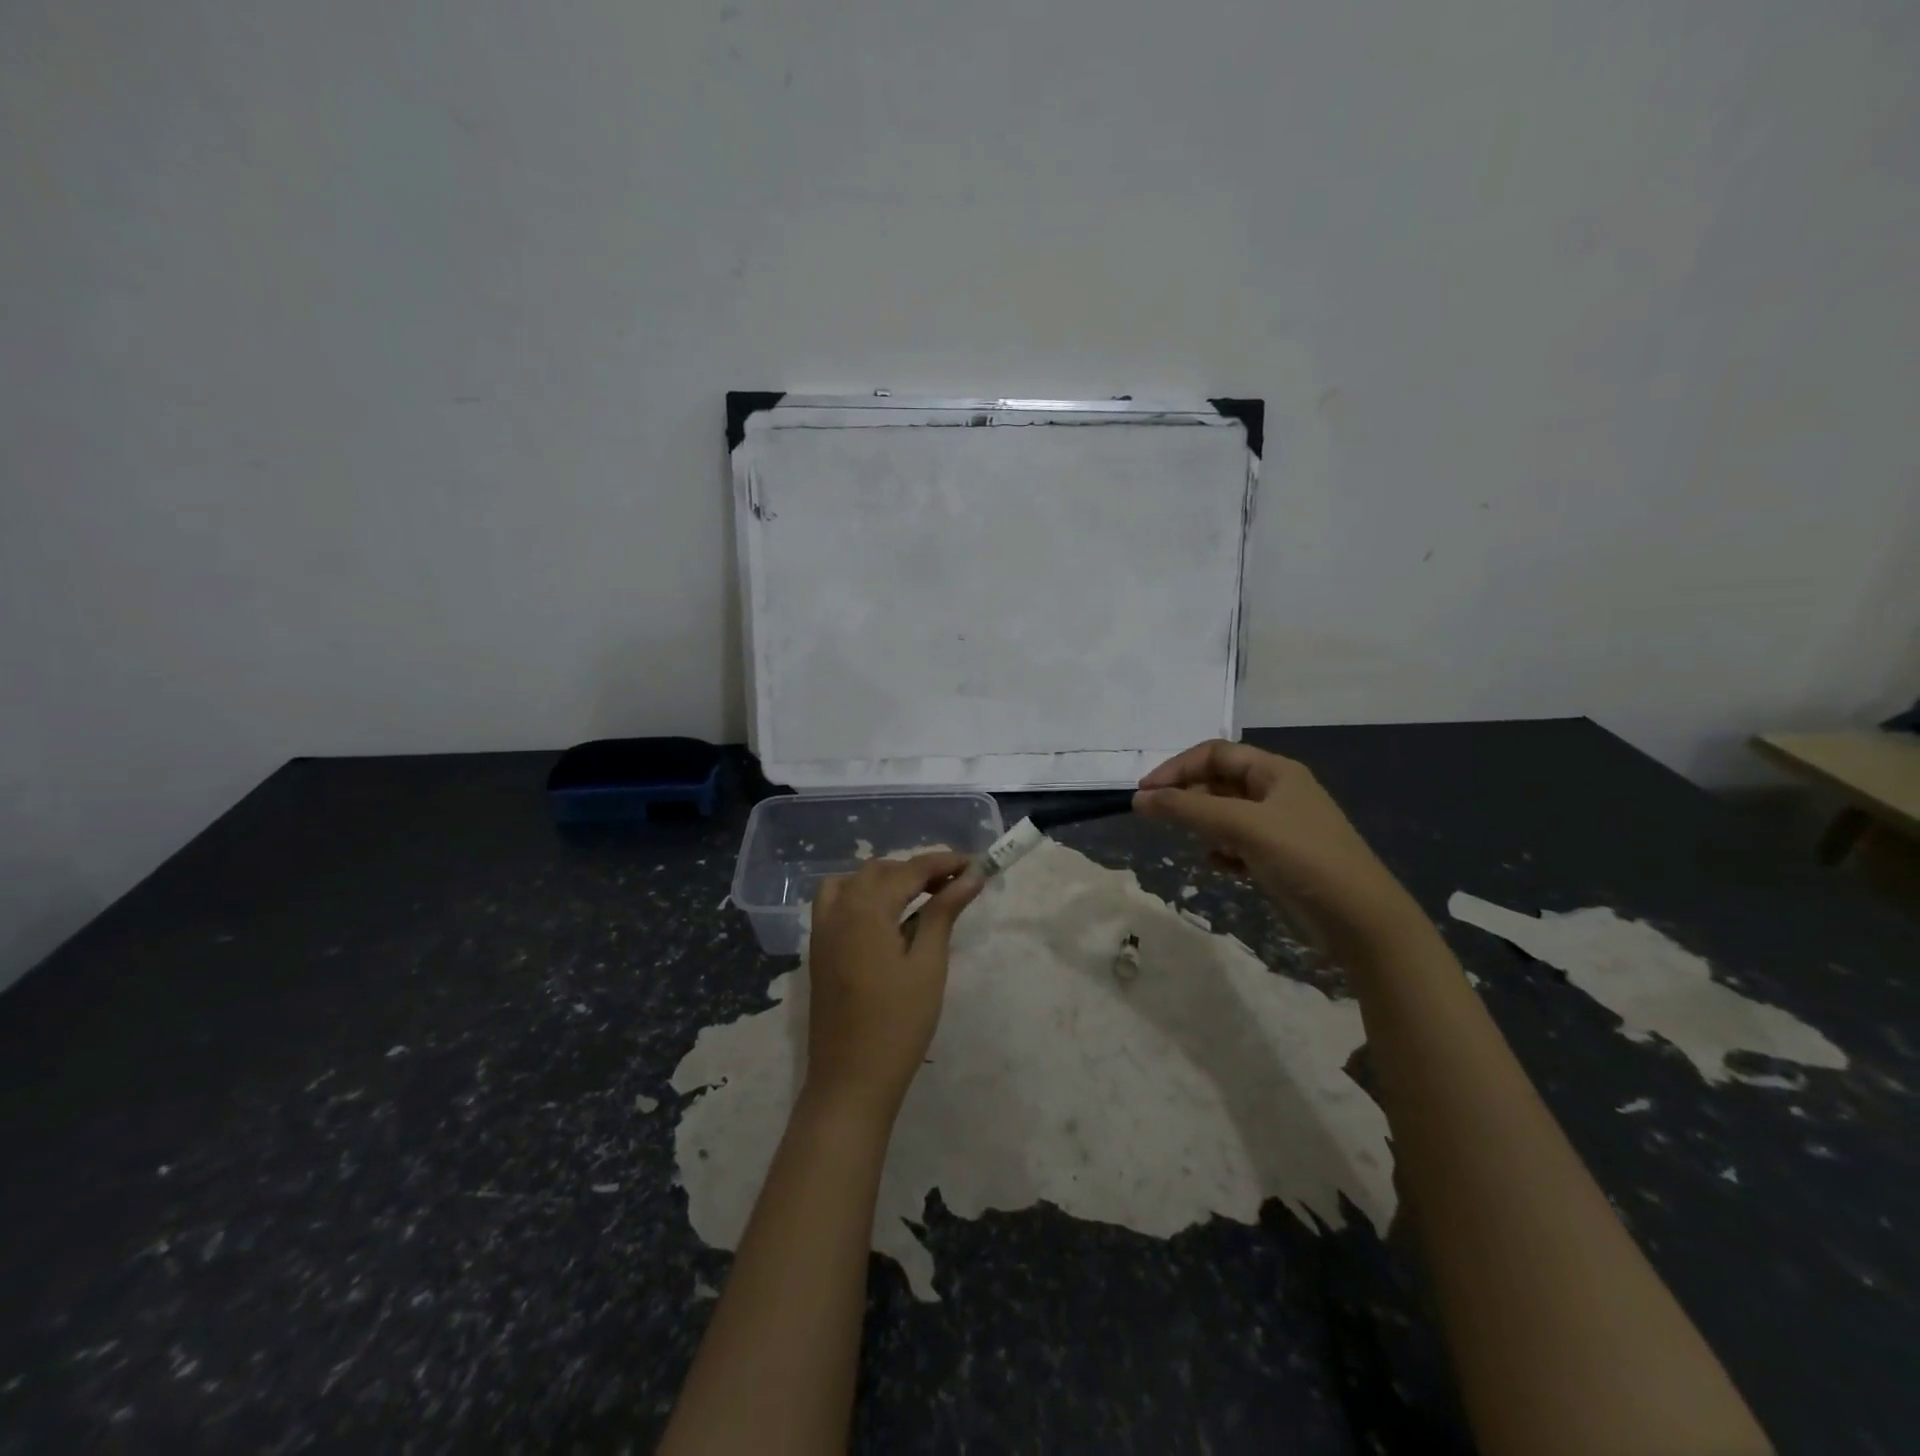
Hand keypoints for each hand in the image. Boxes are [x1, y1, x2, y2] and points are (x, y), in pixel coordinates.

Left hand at [803, 852, 982, 1125]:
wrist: (851, 1080)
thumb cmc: (898, 1025)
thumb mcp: (928, 965)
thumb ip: (943, 913)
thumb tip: (970, 876)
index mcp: (866, 910)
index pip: (910, 870)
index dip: (944, 862)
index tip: (976, 864)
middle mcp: (839, 909)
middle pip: (881, 870)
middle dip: (919, 870)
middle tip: (956, 884)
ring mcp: (823, 929)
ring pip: (855, 881)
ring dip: (888, 879)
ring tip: (921, 896)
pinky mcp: (819, 948)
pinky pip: (837, 901)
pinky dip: (862, 894)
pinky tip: (886, 916)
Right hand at [1133, 740, 1419, 945]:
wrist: (1362, 920)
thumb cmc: (1303, 858)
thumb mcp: (1242, 826)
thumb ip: (1188, 809)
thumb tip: (1138, 799)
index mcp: (1275, 772)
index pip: (1214, 754)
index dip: (1177, 768)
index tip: (1145, 793)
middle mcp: (1277, 793)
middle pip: (1219, 782)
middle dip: (1187, 796)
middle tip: (1156, 817)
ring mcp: (1279, 827)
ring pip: (1226, 814)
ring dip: (1203, 824)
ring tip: (1190, 841)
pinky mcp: (1280, 859)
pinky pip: (1238, 844)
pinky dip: (1222, 851)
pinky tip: (1218, 866)